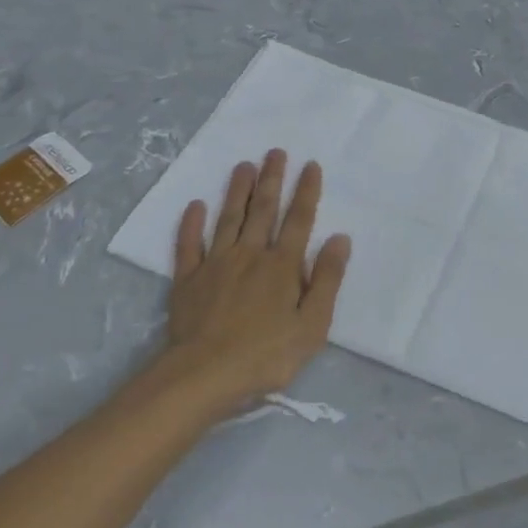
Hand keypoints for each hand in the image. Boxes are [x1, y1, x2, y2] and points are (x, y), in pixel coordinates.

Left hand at [156, 149, 350, 421]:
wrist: (204, 376)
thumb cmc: (266, 354)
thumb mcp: (313, 324)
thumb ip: (327, 279)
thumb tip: (340, 238)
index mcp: (283, 266)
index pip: (299, 220)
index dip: (306, 191)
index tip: (310, 165)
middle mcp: (250, 255)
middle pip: (263, 210)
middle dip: (271, 179)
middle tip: (275, 152)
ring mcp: (215, 265)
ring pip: (228, 219)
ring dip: (237, 191)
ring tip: (243, 165)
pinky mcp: (187, 281)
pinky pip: (189, 245)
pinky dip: (192, 224)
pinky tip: (196, 205)